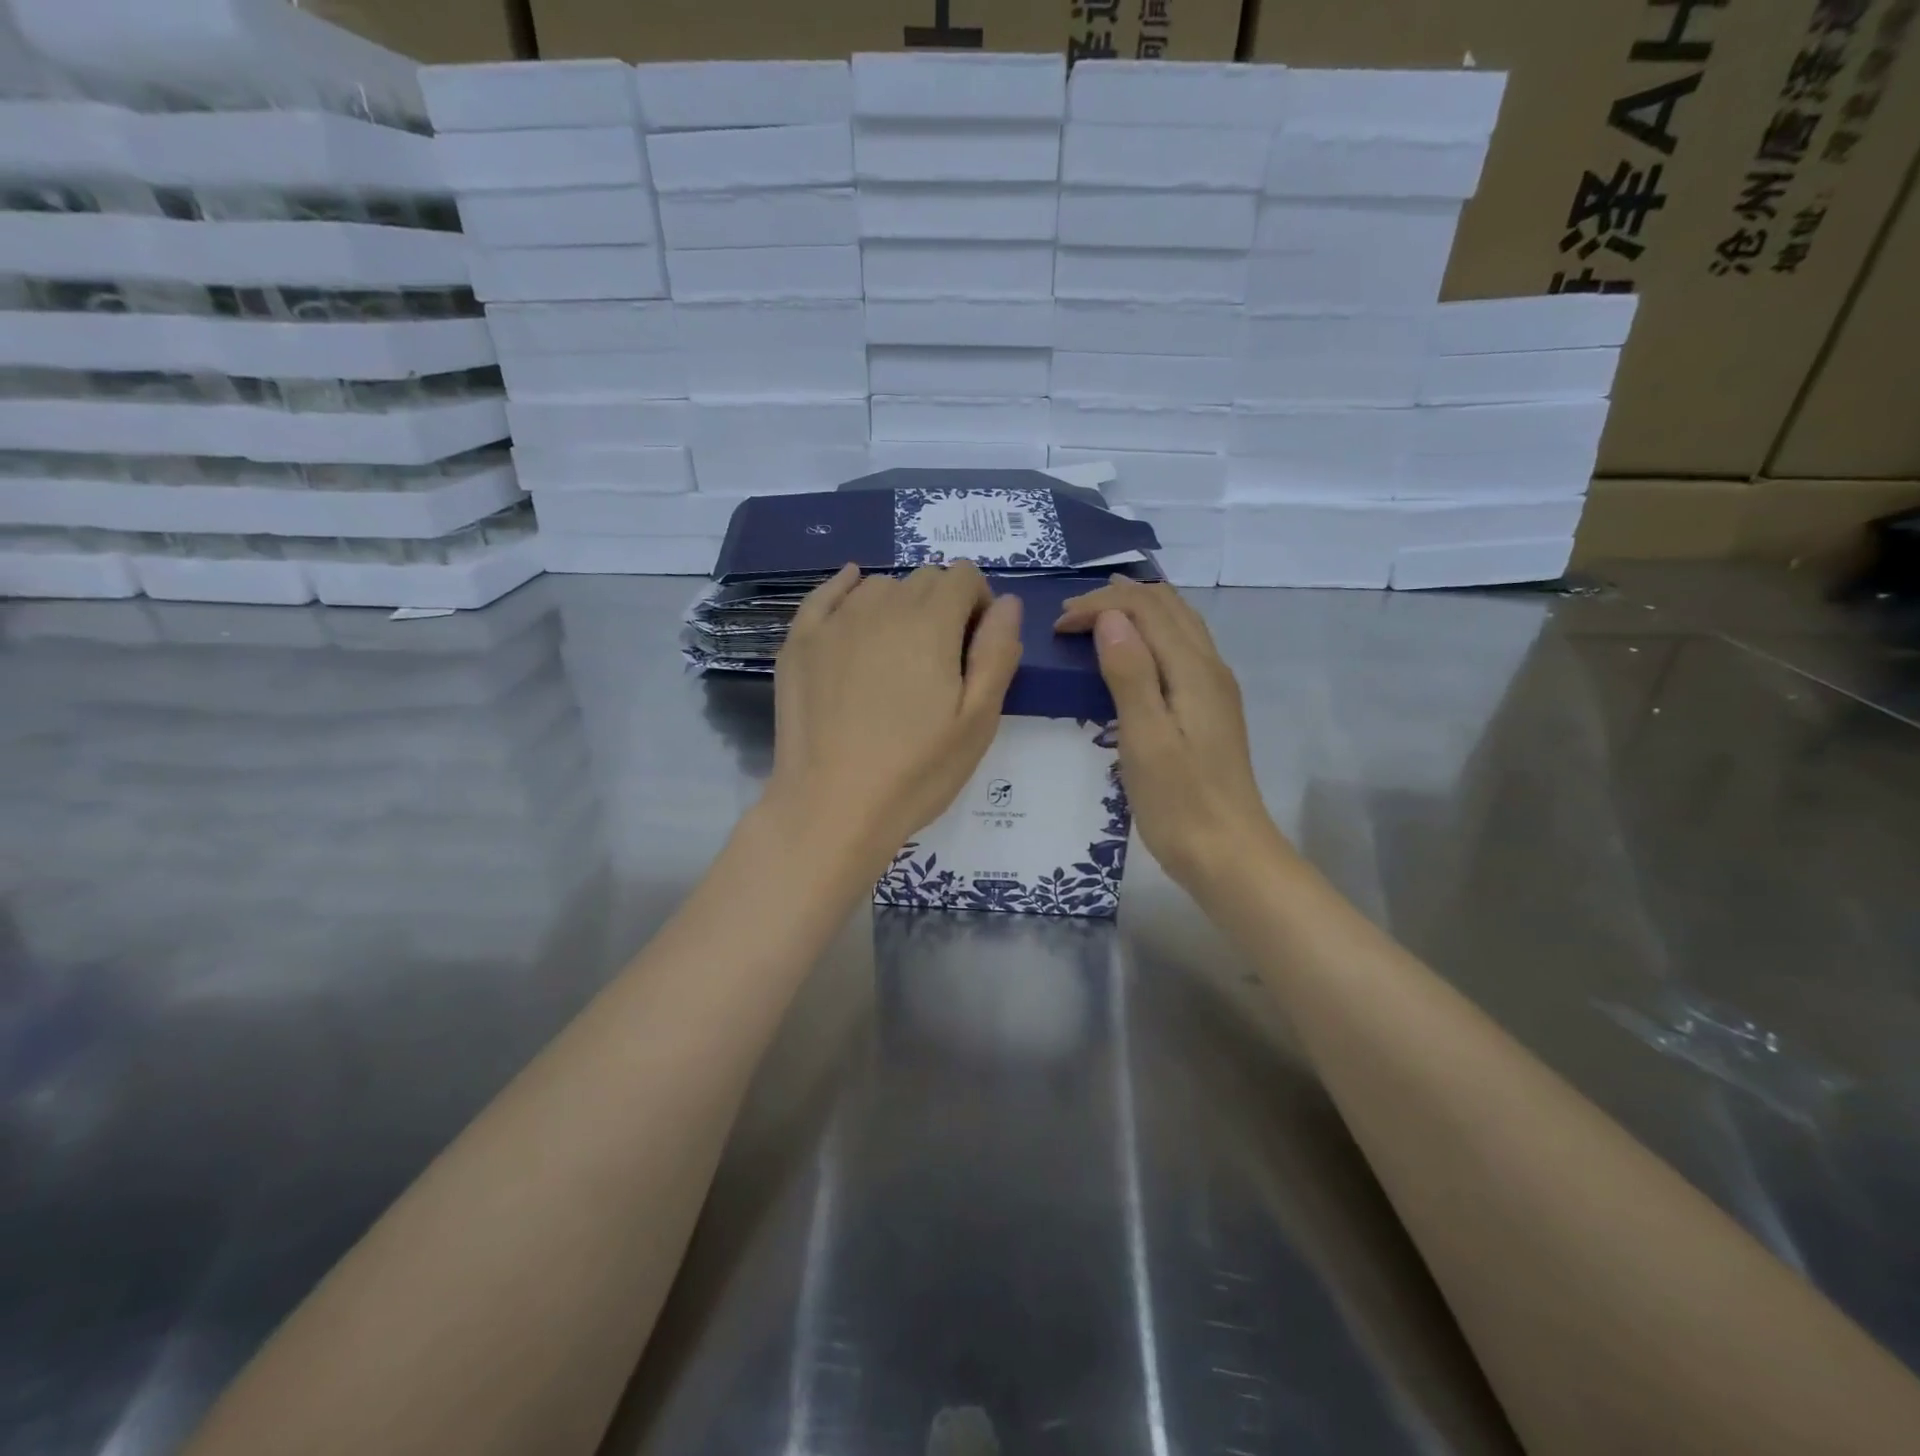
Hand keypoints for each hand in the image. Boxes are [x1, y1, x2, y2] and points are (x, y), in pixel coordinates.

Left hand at [767, 562, 1022, 869]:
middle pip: (923, 579)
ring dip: (898, 605)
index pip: (964, 576)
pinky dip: (845, 590)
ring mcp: (833, 622)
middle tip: (941, 660)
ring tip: (898, 653)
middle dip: (943, 605)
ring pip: (878, 587)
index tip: (977, 646)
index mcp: (930, 622)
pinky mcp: (799, 643)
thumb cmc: (916, 770)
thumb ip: (997, 652)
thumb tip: (1007, 602)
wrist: (832, 807)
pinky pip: (825, 595)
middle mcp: (881, 606)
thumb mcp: (978, 720)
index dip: (979, 604)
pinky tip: (852, 596)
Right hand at [1055, 577, 1289, 896]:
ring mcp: (1214, 689)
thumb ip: (1130, 673)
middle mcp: (1210, 668)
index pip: (1146, 609)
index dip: (1099, 605)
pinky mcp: (1209, 710)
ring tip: (1096, 621)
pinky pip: (1179, 650)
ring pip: (1178, 625)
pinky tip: (1131, 655)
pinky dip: (1149, 636)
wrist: (1229, 855)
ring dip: (1136, 613)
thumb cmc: (1179, 803)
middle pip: (1167, 607)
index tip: (1058, 626)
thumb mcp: (1145, 738)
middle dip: (1116, 600)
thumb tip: (1110, 617)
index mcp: (1193, 670)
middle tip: (1070, 617)